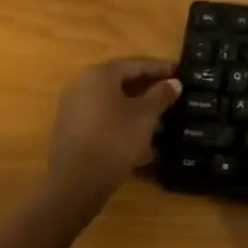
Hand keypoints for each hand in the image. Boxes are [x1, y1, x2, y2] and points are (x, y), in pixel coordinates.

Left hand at [46, 58, 180, 205]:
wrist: (76, 183)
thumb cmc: (115, 140)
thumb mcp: (145, 116)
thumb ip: (161, 95)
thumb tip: (174, 83)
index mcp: (99, 75)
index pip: (136, 64)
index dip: (160, 68)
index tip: (179, 71)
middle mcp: (81, 84)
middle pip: (120, 81)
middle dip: (146, 87)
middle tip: (169, 91)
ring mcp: (71, 108)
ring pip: (110, 101)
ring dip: (134, 106)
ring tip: (157, 115)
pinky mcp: (69, 130)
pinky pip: (101, 118)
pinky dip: (120, 121)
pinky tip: (137, 135)